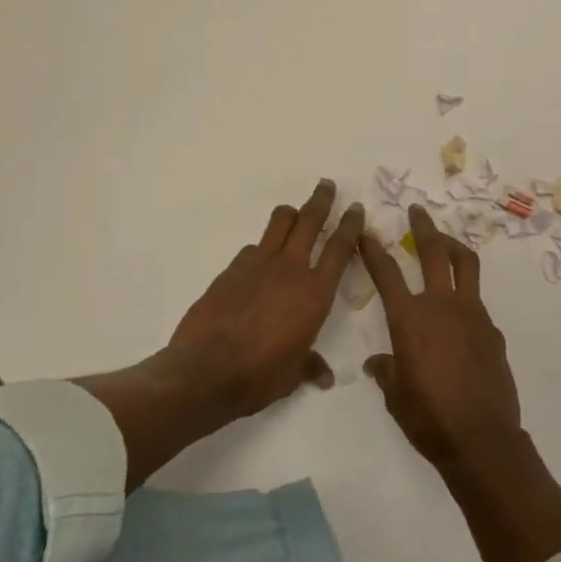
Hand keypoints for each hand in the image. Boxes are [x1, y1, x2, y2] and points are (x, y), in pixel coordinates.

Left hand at [164, 178, 364, 421]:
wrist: (205, 372)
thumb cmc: (259, 376)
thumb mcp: (293, 375)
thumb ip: (310, 366)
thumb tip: (324, 376)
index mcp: (315, 293)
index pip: (340, 248)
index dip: (350, 225)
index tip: (355, 208)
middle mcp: (290, 269)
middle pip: (310, 220)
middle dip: (321, 200)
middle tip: (327, 185)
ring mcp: (258, 264)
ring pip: (279, 222)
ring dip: (290, 214)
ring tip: (294, 213)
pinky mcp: (231, 269)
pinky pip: (252, 248)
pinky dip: (261, 249)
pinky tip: (257, 262)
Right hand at [361, 205, 524, 474]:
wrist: (481, 439)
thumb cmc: (429, 419)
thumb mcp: (396, 396)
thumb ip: (386, 372)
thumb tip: (378, 363)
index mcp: (410, 319)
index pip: (387, 273)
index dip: (373, 250)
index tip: (366, 233)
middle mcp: (441, 306)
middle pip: (434, 251)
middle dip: (423, 227)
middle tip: (417, 211)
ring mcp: (472, 313)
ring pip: (466, 264)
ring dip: (453, 245)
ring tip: (445, 240)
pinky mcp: (491, 329)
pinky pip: (477, 301)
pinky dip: (465, 294)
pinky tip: (460, 311)